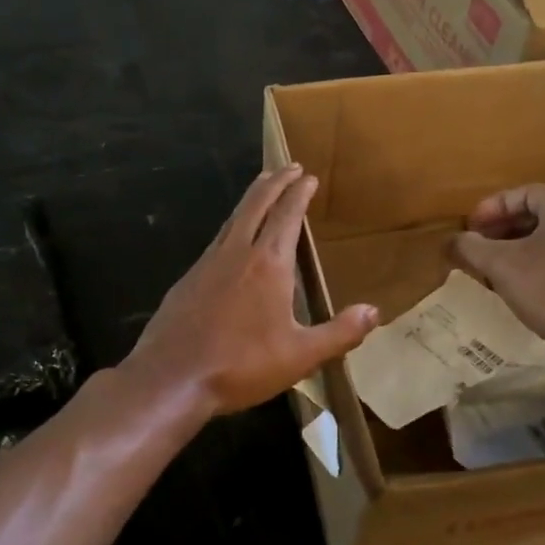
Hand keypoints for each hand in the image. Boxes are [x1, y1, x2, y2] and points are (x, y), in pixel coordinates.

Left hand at [127, 166, 378, 415]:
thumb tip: (374, 311)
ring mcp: (207, 264)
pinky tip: (232, 240)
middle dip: (275, 183)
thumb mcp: (300, 356)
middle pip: (256, 205)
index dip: (298, 193)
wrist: (171, 378)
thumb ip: (339, 333)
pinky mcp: (188, 280)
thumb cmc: (241, 365)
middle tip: (288, 167)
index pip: (286, 215)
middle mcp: (236, 253)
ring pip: (232, 219)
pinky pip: (216, 241)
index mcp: (268, 264)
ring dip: (251, 199)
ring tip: (262, 190)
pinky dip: (231, 227)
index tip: (307, 176)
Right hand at [450, 185, 544, 356]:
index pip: (523, 194)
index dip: (490, 209)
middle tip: (479, 246)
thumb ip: (470, 247)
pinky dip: (540, 265)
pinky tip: (524, 288)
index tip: (469, 227)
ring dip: (520, 249)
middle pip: (539, 215)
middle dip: (503, 229)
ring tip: (495, 268)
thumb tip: (450, 241)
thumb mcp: (500, 265)